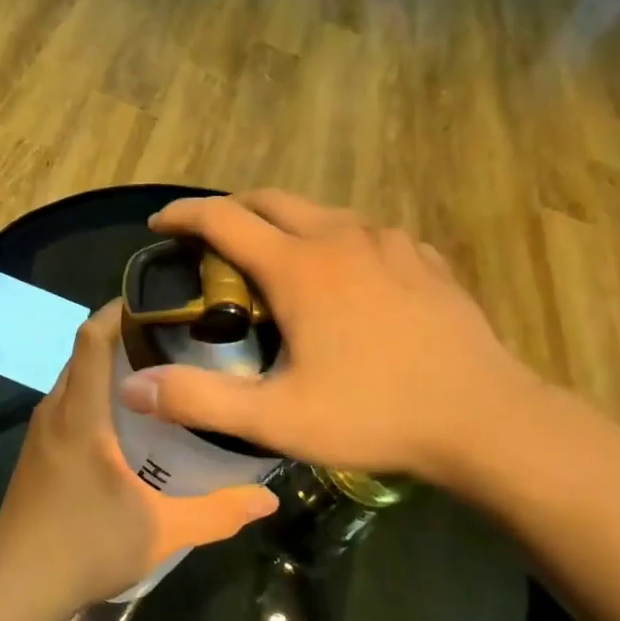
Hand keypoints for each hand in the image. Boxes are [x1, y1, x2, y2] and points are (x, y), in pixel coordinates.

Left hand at [0, 301, 279, 612]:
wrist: (17, 587)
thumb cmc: (87, 547)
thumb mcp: (162, 531)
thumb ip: (218, 512)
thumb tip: (270, 499)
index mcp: (80, 415)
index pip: (90, 339)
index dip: (117, 310)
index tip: (155, 301)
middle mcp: (54, 412)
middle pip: (82, 354)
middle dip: (121, 337)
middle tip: (172, 340)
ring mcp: (39, 433)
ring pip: (72, 380)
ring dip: (106, 369)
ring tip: (155, 375)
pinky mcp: (35, 453)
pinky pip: (65, 404)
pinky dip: (92, 395)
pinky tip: (123, 422)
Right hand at [116, 190, 543, 490]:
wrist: (488, 420)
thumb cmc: (375, 414)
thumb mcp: (277, 418)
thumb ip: (199, 400)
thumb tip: (132, 388)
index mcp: (298, 266)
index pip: (222, 218)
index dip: (182, 215)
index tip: (158, 225)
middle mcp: (339, 237)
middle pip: (269, 200)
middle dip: (229, 211)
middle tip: (207, 243)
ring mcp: (388, 243)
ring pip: (319, 212)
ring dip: (282, 224)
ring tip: (271, 261)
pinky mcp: (423, 259)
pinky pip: (363, 233)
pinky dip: (333, 241)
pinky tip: (342, 278)